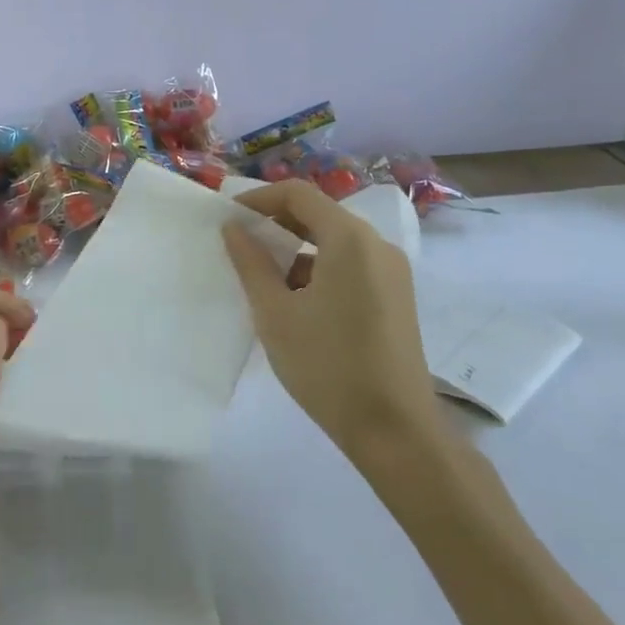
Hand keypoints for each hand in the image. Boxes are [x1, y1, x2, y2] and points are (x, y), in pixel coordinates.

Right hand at [222, 179, 442, 462]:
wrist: (395, 430)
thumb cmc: (327, 366)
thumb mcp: (275, 313)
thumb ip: (251, 263)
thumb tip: (233, 228)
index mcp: (350, 239)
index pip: (299, 194)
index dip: (259, 198)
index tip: (229, 218)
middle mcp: (376, 245)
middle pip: (319, 213)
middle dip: (276, 222)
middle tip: (240, 244)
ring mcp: (391, 271)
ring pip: (334, 240)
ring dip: (296, 248)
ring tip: (262, 277)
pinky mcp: (396, 295)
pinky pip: (351, 263)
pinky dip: (318, 268)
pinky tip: (295, 300)